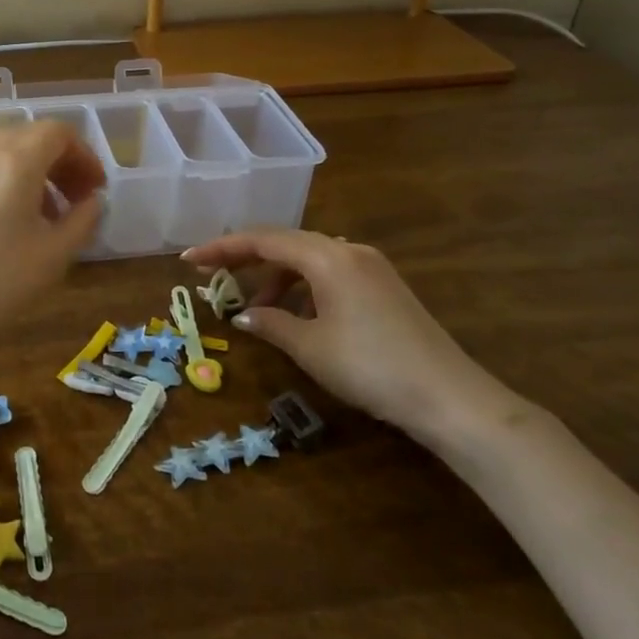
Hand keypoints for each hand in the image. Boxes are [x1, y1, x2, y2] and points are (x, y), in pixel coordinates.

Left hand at [0, 121, 105, 355]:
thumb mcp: (54, 256)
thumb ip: (83, 220)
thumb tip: (92, 201)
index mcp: (16, 162)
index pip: (57, 131)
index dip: (84, 154)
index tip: (94, 189)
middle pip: (28, 135)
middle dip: (58, 160)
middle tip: (74, 197)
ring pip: (0, 151)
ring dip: (30, 170)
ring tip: (41, 213)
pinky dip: (1, 181)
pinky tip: (3, 223)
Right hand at [182, 230, 514, 442]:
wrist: (449, 398)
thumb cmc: (370, 367)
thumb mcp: (310, 347)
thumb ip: (271, 324)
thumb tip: (244, 316)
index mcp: (327, 256)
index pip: (263, 240)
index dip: (222, 248)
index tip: (189, 260)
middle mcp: (348, 250)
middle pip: (285, 243)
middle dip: (246, 260)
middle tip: (214, 278)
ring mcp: (370, 267)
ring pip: (308, 260)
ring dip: (276, 280)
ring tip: (258, 312)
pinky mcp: (383, 287)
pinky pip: (329, 274)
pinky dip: (303, 289)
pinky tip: (297, 317)